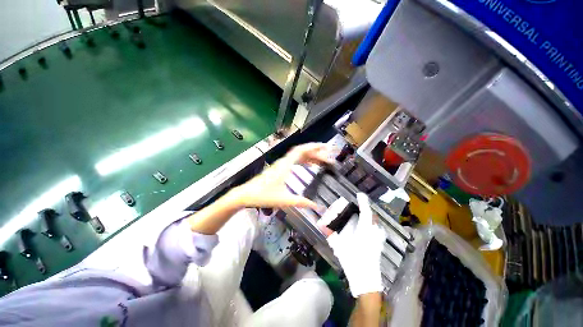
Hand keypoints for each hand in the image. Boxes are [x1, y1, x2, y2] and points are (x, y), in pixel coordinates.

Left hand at [228, 143, 331, 209]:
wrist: (246, 194)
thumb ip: (301, 202)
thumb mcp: (284, 200)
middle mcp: (284, 162)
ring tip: (321, 160)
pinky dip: (303, 161)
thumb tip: (316, 207)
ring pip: (297, 156)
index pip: (301, 150)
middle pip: (301, 151)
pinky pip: (294, 161)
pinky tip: (308, 165)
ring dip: (309, 156)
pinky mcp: (279, 168)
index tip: (324, 147)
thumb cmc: (263, 195)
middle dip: (315, 152)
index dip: (313, 147)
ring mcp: (281, 164)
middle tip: (327, 156)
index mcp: (285, 165)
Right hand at [327, 193, 385, 297]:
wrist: (366, 280)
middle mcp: (374, 231)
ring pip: (374, 221)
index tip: (359, 194)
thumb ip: (330, 234)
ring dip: (367, 216)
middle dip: (365, 208)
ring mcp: (378, 237)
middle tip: (358, 205)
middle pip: (371, 215)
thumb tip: (321, 225)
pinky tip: (363, 227)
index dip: (363, 201)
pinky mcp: (379, 243)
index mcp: (364, 230)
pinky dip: (370, 224)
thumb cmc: (353, 261)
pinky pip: (375, 228)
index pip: (366, 211)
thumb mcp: (340, 247)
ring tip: (360, 214)